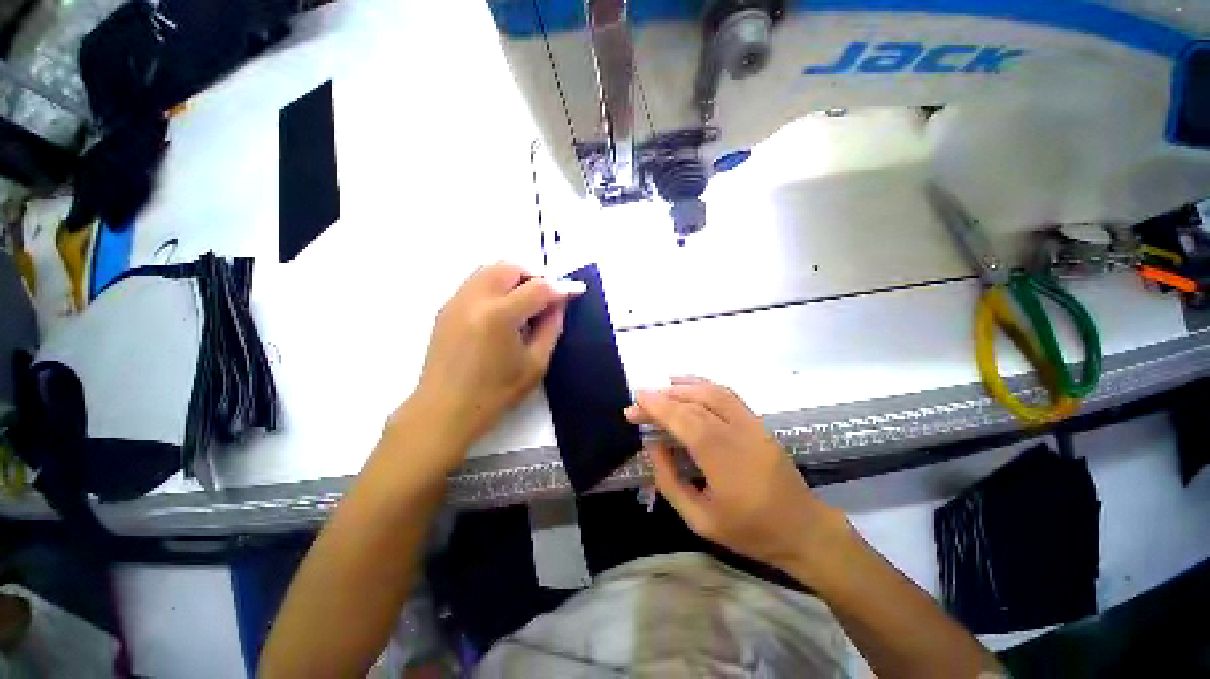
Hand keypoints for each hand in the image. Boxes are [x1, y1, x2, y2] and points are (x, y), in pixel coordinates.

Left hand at [406, 263, 582, 459]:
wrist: (444, 410)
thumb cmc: (495, 393)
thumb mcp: (535, 364)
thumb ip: (551, 328)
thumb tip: (559, 303)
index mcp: (500, 315)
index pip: (538, 288)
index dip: (562, 286)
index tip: (577, 289)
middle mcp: (475, 298)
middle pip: (511, 267)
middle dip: (536, 275)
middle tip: (550, 295)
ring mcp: (456, 300)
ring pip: (490, 268)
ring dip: (515, 276)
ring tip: (528, 298)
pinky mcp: (446, 307)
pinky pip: (476, 281)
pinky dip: (497, 283)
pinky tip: (504, 307)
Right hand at [625, 377, 847, 572]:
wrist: (803, 530)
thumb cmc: (750, 531)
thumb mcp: (700, 521)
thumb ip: (671, 482)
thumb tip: (653, 446)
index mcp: (724, 461)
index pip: (686, 421)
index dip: (659, 407)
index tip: (636, 401)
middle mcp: (740, 434)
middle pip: (695, 403)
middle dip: (663, 398)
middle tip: (639, 403)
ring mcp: (753, 424)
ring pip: (713, 392)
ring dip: (683, 387)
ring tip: (659, 390)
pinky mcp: (759, 422)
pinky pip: (728, 395)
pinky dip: (704, 385)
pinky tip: (688, 386)